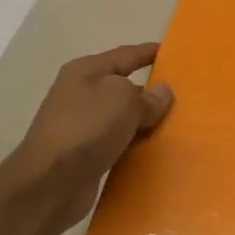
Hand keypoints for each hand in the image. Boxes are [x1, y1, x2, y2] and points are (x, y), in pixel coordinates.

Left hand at [2, 43, 172, 229]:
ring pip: (123, 118)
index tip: (173, 52)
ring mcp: (81, 126)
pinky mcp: (85, 154)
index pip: (124, 55)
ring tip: (177, 126)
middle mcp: (80, 95)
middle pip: (123, 88)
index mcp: (85, 72)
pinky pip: (119, 143)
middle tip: (183, 97)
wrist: (51, 182)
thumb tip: (161, 93)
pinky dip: (136, 145)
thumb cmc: (86, 128)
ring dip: (145, 123)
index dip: (148, 52)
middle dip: (150, 92)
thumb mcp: (123, 100)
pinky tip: (156, 152)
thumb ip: (147, 96)